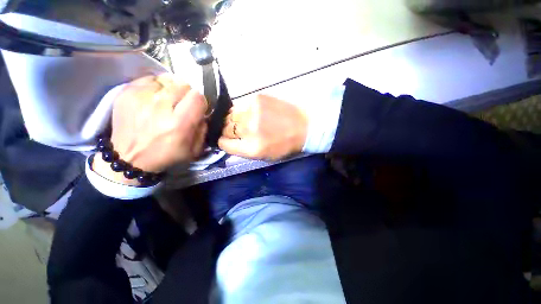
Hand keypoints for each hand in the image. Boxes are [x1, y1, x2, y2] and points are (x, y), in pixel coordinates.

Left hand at [93, 74, 207, 184]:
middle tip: (181, 105)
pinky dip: (155, 87)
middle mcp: (160, 107)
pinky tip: (153, 99)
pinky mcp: (126, 92)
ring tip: (166, 102)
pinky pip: (150, 79)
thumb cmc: (166, 155)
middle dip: (187, 94)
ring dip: (171, 90)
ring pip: (167, 80)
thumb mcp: (194, 150)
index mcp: (179, 124)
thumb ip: (203, 129)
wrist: (128, 158)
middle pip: (183, 84)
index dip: (200, 101)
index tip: (196, 108)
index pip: (197, 97)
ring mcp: (141, 97)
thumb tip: (203, 113)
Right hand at [218, 95, 307, 159]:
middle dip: (229, 131)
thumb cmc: (285, 144)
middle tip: (240, 131)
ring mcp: (252, 111)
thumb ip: (244, 150)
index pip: (224, 144)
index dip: (225, 142)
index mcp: (251, 148)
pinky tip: (253, 113)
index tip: (229, 140)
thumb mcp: (264, 156)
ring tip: (247, 121)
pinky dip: (243, 111)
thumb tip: (228, 140)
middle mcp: (249, 129)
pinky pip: (240, 105)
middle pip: (224, 129)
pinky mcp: (256, 98)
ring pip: (229, 115)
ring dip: (234, 120)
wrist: (304, 126)